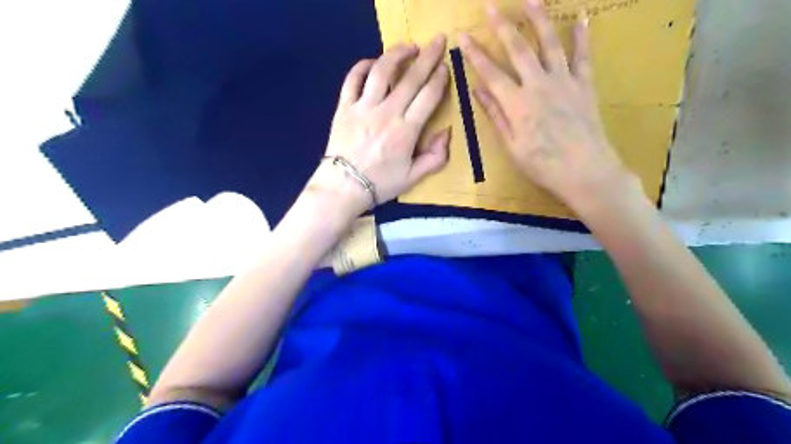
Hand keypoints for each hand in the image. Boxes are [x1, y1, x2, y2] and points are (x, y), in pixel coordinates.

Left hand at [312, 36, 453, 213]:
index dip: (439, 79)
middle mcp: (387, 113)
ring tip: (408, 47)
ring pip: (381, 71)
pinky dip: (362, 66)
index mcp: (406, 131)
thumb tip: (447, 133)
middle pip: (410, 78)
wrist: (343, 187)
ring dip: (396, 54)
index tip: (445, 66)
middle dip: (427, 57)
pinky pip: (352, 79)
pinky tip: (372, 61)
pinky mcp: (344, 107)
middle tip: (437, 42)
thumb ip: (435, 157)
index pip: (428, 97)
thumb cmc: (380, 184)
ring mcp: (363, 107)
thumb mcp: (413, 178)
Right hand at [457, 0, 635, 209]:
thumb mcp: (511, 146)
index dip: (475, 54)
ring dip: (538, 19)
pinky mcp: (584, 84)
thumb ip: (495, 115)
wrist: (585, 171)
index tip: (464, 36)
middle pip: (518, 49)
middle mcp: (538, 85)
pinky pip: (583, 55)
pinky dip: (582, 35)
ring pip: (549, 43)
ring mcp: (563, 81)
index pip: (491, 73)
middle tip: (491, 5)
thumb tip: (477, 90)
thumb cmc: (542, 165)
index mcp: (517, 104)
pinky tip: (581, 16)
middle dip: (502, 26)